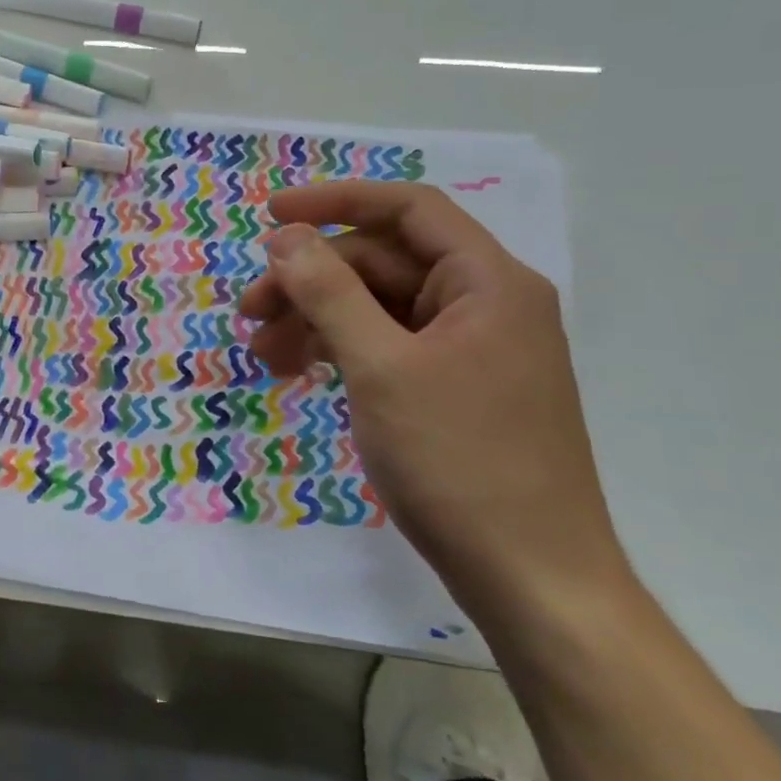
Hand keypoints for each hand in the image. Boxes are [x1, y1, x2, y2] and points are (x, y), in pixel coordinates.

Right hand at [238, 182, 630, 619]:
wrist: (530, 579)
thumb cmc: (459, 461)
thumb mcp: (382, 368)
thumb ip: (329, 292)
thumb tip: (284, 236)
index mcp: (488, 283)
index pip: (407, 209)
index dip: (335, 201)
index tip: (270, 215)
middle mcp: (483, 304)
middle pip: (382, 262)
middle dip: (310, 280)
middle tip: (249, 314)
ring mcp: (468, 349)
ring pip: (376, 307)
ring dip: (315, 318)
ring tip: (263, 354)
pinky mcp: (452, 388)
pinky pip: (385, 345)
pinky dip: (339, 350)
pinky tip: (299, 371)